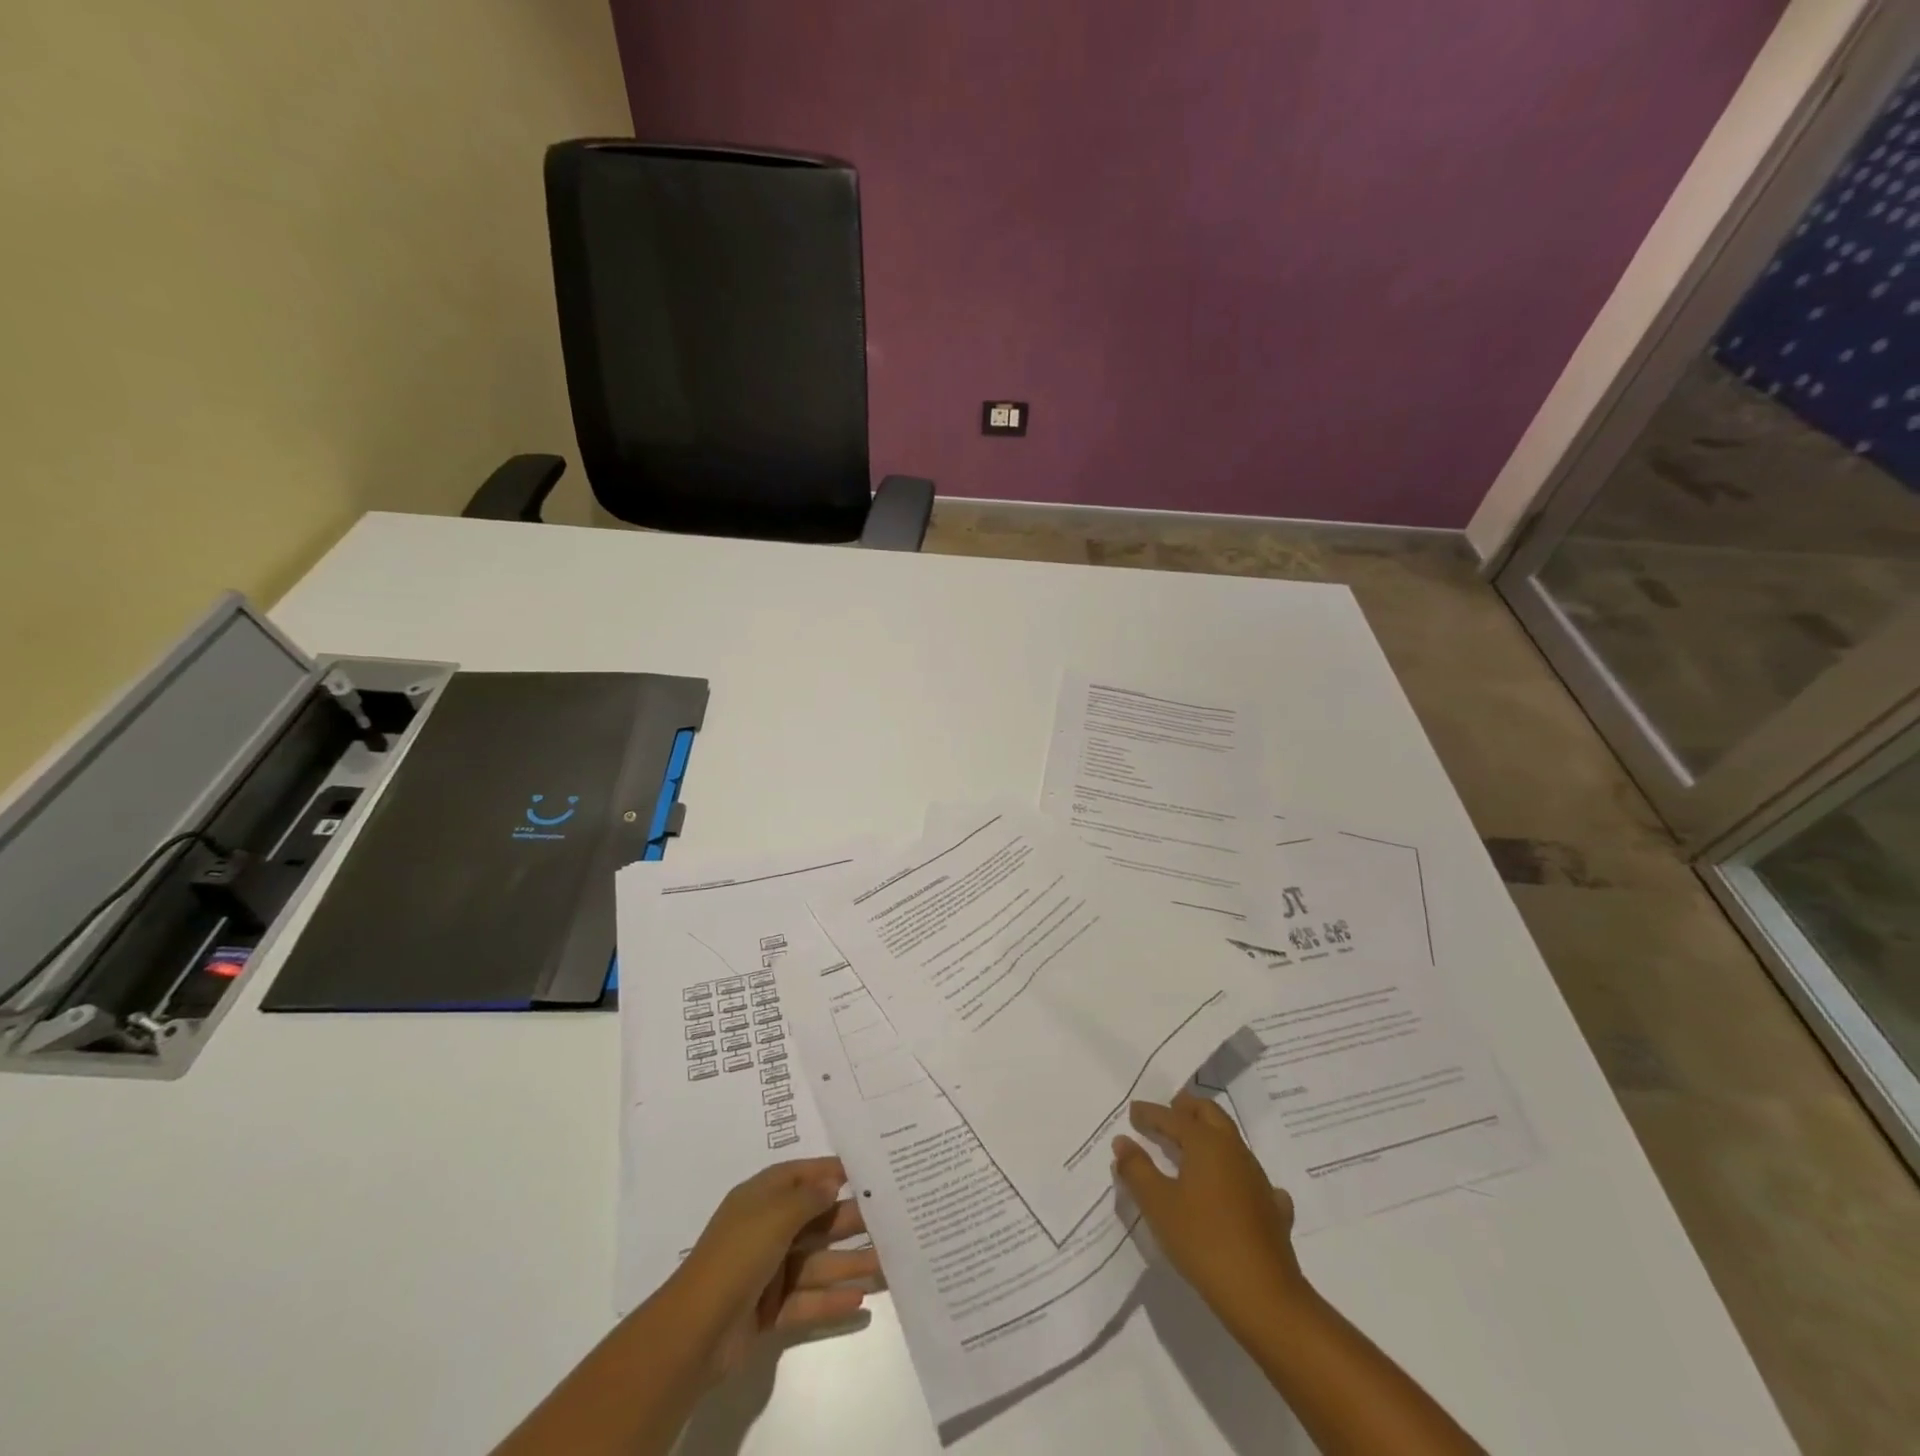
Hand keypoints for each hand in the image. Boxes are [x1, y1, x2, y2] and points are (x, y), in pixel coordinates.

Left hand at [669, 1158, 880, 1379]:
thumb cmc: (737, 1256)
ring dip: (849, 1263)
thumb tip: (832, 1181)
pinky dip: (831, 1299)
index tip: (864, 1172)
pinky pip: (807, 1299)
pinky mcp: (770, 1309)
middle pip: (814, 1220)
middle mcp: (766, 1229)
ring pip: (816, 1262)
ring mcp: (768, 1271)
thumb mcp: (775, 1215)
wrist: (695, 1332)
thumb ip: (809, 1198)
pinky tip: (860, 1300)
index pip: (799, 1175)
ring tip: (886, 1264)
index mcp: (760, 1198)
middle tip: (889, 1219)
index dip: (828, 1172)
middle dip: (849, 1221)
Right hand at [1113, 1092, 1306, 1326]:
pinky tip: (1234, 1188)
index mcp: (1206, 1143)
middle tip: (1168, 1111)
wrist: (1264, 1297)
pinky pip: (1252, 1178)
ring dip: (1209, 1135)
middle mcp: (1234, 1151)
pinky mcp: (1273, 1209)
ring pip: (1231, 1141)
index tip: (1133, 1111)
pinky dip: (1237, 1173)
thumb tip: (1122, 1141)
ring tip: (1191, 1146)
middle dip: (1187, 1108)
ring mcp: (1258, 1179)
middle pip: (1210, 1114)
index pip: (1172, 1118)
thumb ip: (1137, 1169)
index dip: (1150, 1113)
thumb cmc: (1203, 1242)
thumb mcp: (1158, 1205)